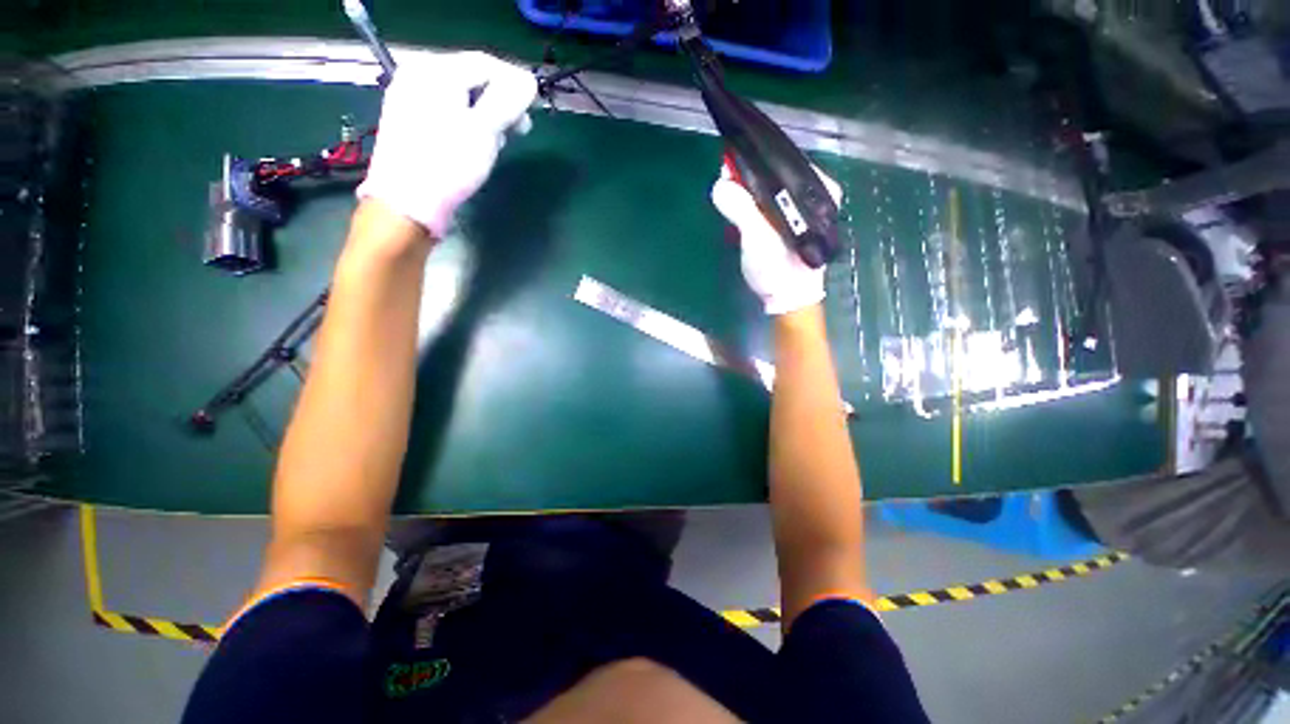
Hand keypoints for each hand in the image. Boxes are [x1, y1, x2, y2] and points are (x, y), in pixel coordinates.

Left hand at [357, 52, 537, 237]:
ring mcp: (411, 99)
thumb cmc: (448, 164)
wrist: (407, 203)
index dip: (514, 81)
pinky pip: (448, 112)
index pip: (484, 64)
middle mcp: (419, 77)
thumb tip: (528, 82)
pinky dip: (469, 123)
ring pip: (461, 98)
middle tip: (522, 128)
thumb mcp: (485, 131)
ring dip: (487, 116)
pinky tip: (479, 145)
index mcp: (434, 71)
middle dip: (501, 102)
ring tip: (501, 141)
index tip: (535, 106)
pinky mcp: (411, 123)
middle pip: (471, 79)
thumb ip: (508, 102)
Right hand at [710, 166, 842, 315]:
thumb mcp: (758, 239)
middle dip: (748, 174)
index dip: (755, 157)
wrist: (786, 299)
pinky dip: (751, 199)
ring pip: (769, 184)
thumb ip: (742, 211)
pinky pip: (767, 198)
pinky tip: (738, 205)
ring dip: (747, 188)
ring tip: (728, 192)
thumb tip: (721, 184)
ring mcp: (800, 205)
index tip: (730, 161)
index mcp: (817, 189)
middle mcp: (813, 191)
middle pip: (775, 170)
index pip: (783, 158)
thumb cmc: (778, 270)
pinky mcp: (788, 218)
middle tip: (725, 180)